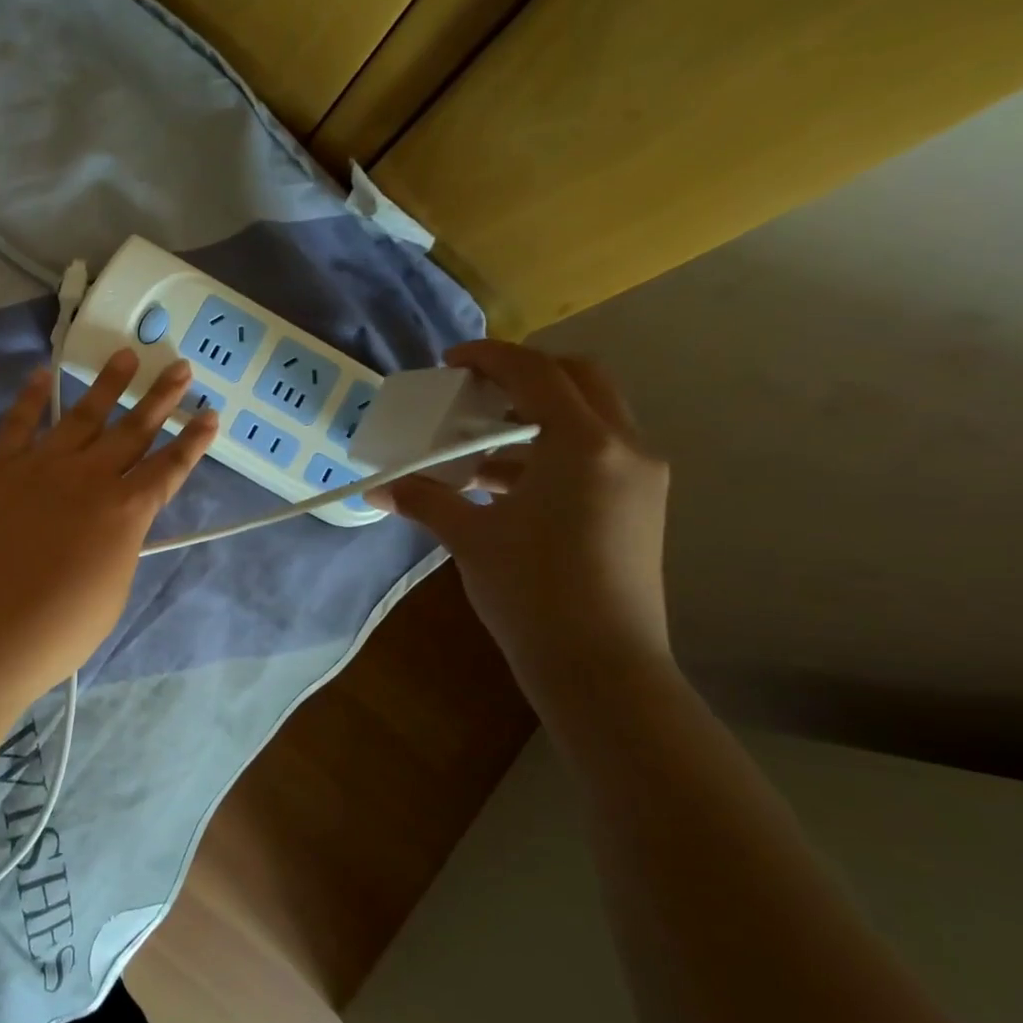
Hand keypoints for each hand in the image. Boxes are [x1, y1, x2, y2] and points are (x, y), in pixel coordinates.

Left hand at [0, 350, 217, 701]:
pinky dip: (31, 396)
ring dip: (109, 385)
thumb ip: (120, 544)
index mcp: (126, 512)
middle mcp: (91, 477)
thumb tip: (117, 521)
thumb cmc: (60, 628)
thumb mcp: (113, 589)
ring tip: (128, 356)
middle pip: (134, 429)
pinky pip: (19, 423)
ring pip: (83, 415)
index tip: (210, 414)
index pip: (169, 467)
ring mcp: (42, 465)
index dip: (193, 441)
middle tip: (180, 368)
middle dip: (161, 398)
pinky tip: (43, 373)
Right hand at [367, 341, 671, 687]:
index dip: (490, 357)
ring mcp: (640, 477)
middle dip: (525, 374)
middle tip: (478, 390)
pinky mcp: (640, 505)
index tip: (451, 361)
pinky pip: (596, 454)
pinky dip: (551, 451)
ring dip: (537, 416)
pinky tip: (504, 483)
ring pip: (590, 417)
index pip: (536, 373)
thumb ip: (426, 500)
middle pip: (579, 380)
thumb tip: (382, 489)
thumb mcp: (470, 537)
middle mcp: (624, 447)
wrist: (600, 665)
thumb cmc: (531, 591)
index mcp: (584, 444)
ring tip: (479, 443)